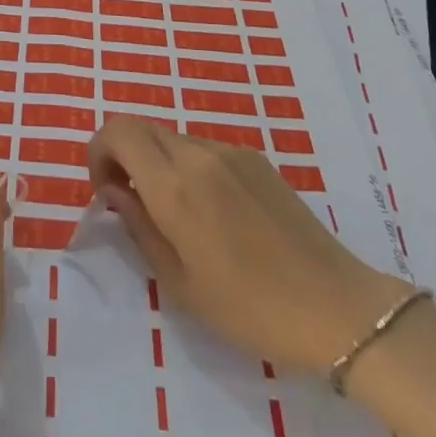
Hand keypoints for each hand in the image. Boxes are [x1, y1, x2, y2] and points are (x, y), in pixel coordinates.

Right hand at [87, 117, 409, 373]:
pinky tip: (215, 214)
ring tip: (177, 214)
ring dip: (157, 162)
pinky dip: (189, 167)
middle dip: (124, 155)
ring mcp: (230, 151)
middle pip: (141, 127)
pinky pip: (205, 149)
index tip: (105, 189)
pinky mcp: (255, 158)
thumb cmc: (250, 308)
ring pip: (173, 138)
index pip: (117, 130)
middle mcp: (197, 153)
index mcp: (173, 184)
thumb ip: (138, 226)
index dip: (98, 151)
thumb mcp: (179, 283)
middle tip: (132, 201)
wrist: (337, 309)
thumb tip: (114, 190)